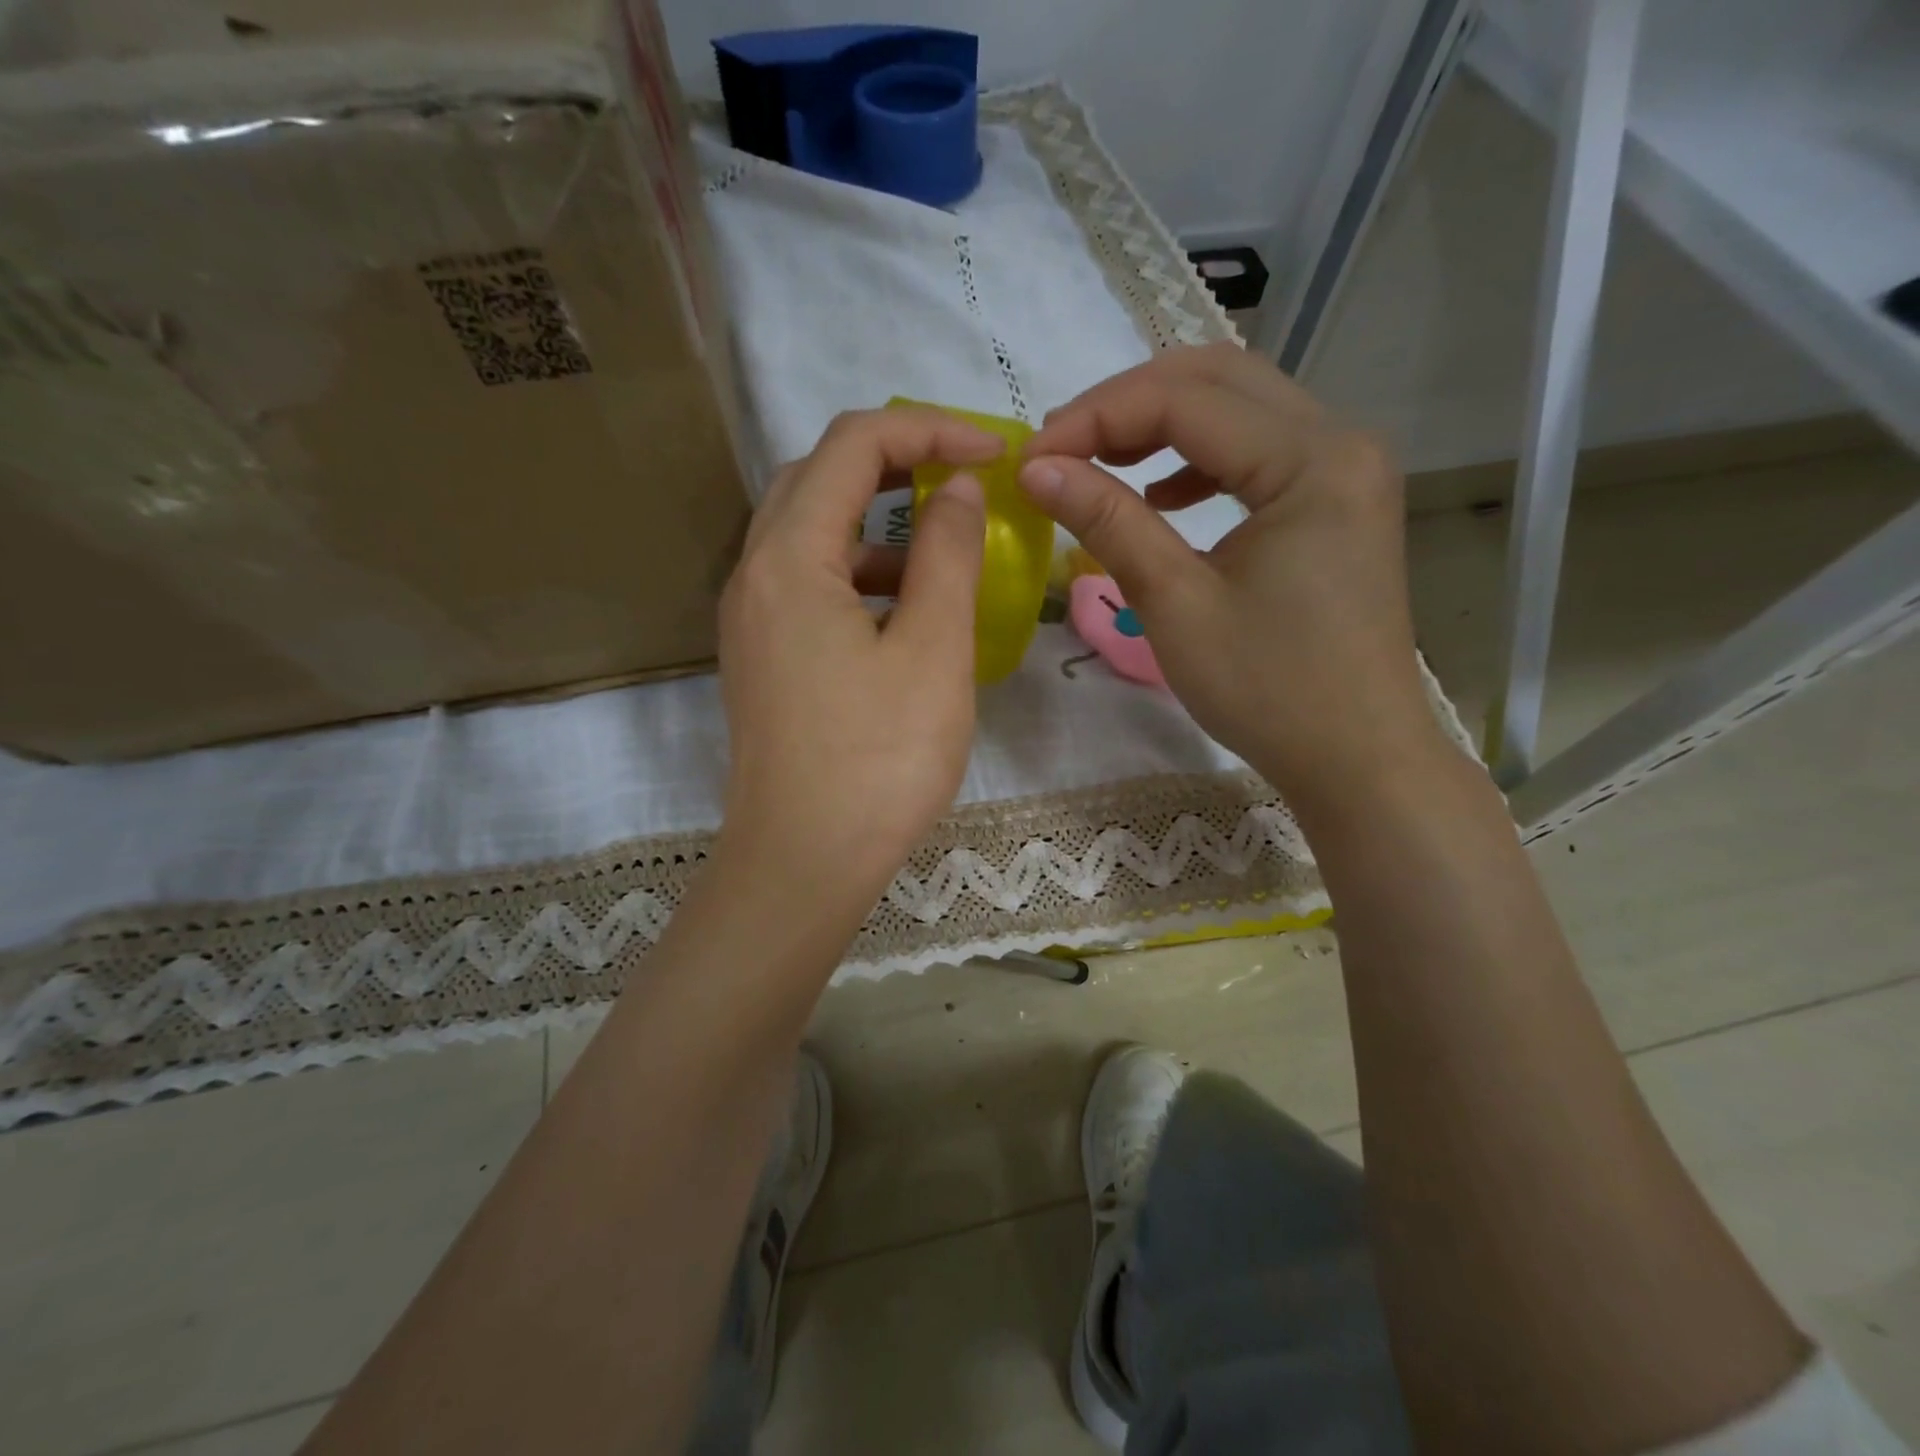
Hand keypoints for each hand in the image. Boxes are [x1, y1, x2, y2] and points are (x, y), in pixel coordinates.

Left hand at [715, 406, 1000, 912]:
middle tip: (964, 478)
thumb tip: (957, 486)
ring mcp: (751, 619)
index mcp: (788, 558)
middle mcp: (754, 574)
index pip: (854, 444)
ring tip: (944, 552)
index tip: (994, 453)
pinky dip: (860, 575)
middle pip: (819, 477)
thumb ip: (947, 553)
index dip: (929, 428)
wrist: (803, 864)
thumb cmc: (878, 760)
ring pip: (812, 533)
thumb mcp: (933, 649)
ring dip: (878, 523)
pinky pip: (809, 585)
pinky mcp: (762, 657)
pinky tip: (906, 614)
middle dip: (897, 460)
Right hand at [1019, 344, 1440, 802]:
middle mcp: (1341, 442)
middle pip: (1219, 379)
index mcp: (1313, 460)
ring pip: (1239, 408)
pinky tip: (1161, 495)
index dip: (1095, 419)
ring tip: (1096, 462)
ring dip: (1161, 424)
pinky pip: (1258, 451)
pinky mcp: (1336, 501)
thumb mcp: (1176, 604)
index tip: (1030, 458)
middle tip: (1059, 447)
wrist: (1356, 758)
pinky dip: (1199, 459)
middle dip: (1127, 405)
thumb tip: (1036, 468)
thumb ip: (1108, 522)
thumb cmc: (1268, 691)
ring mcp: (1346, 469)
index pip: (1186, 401)